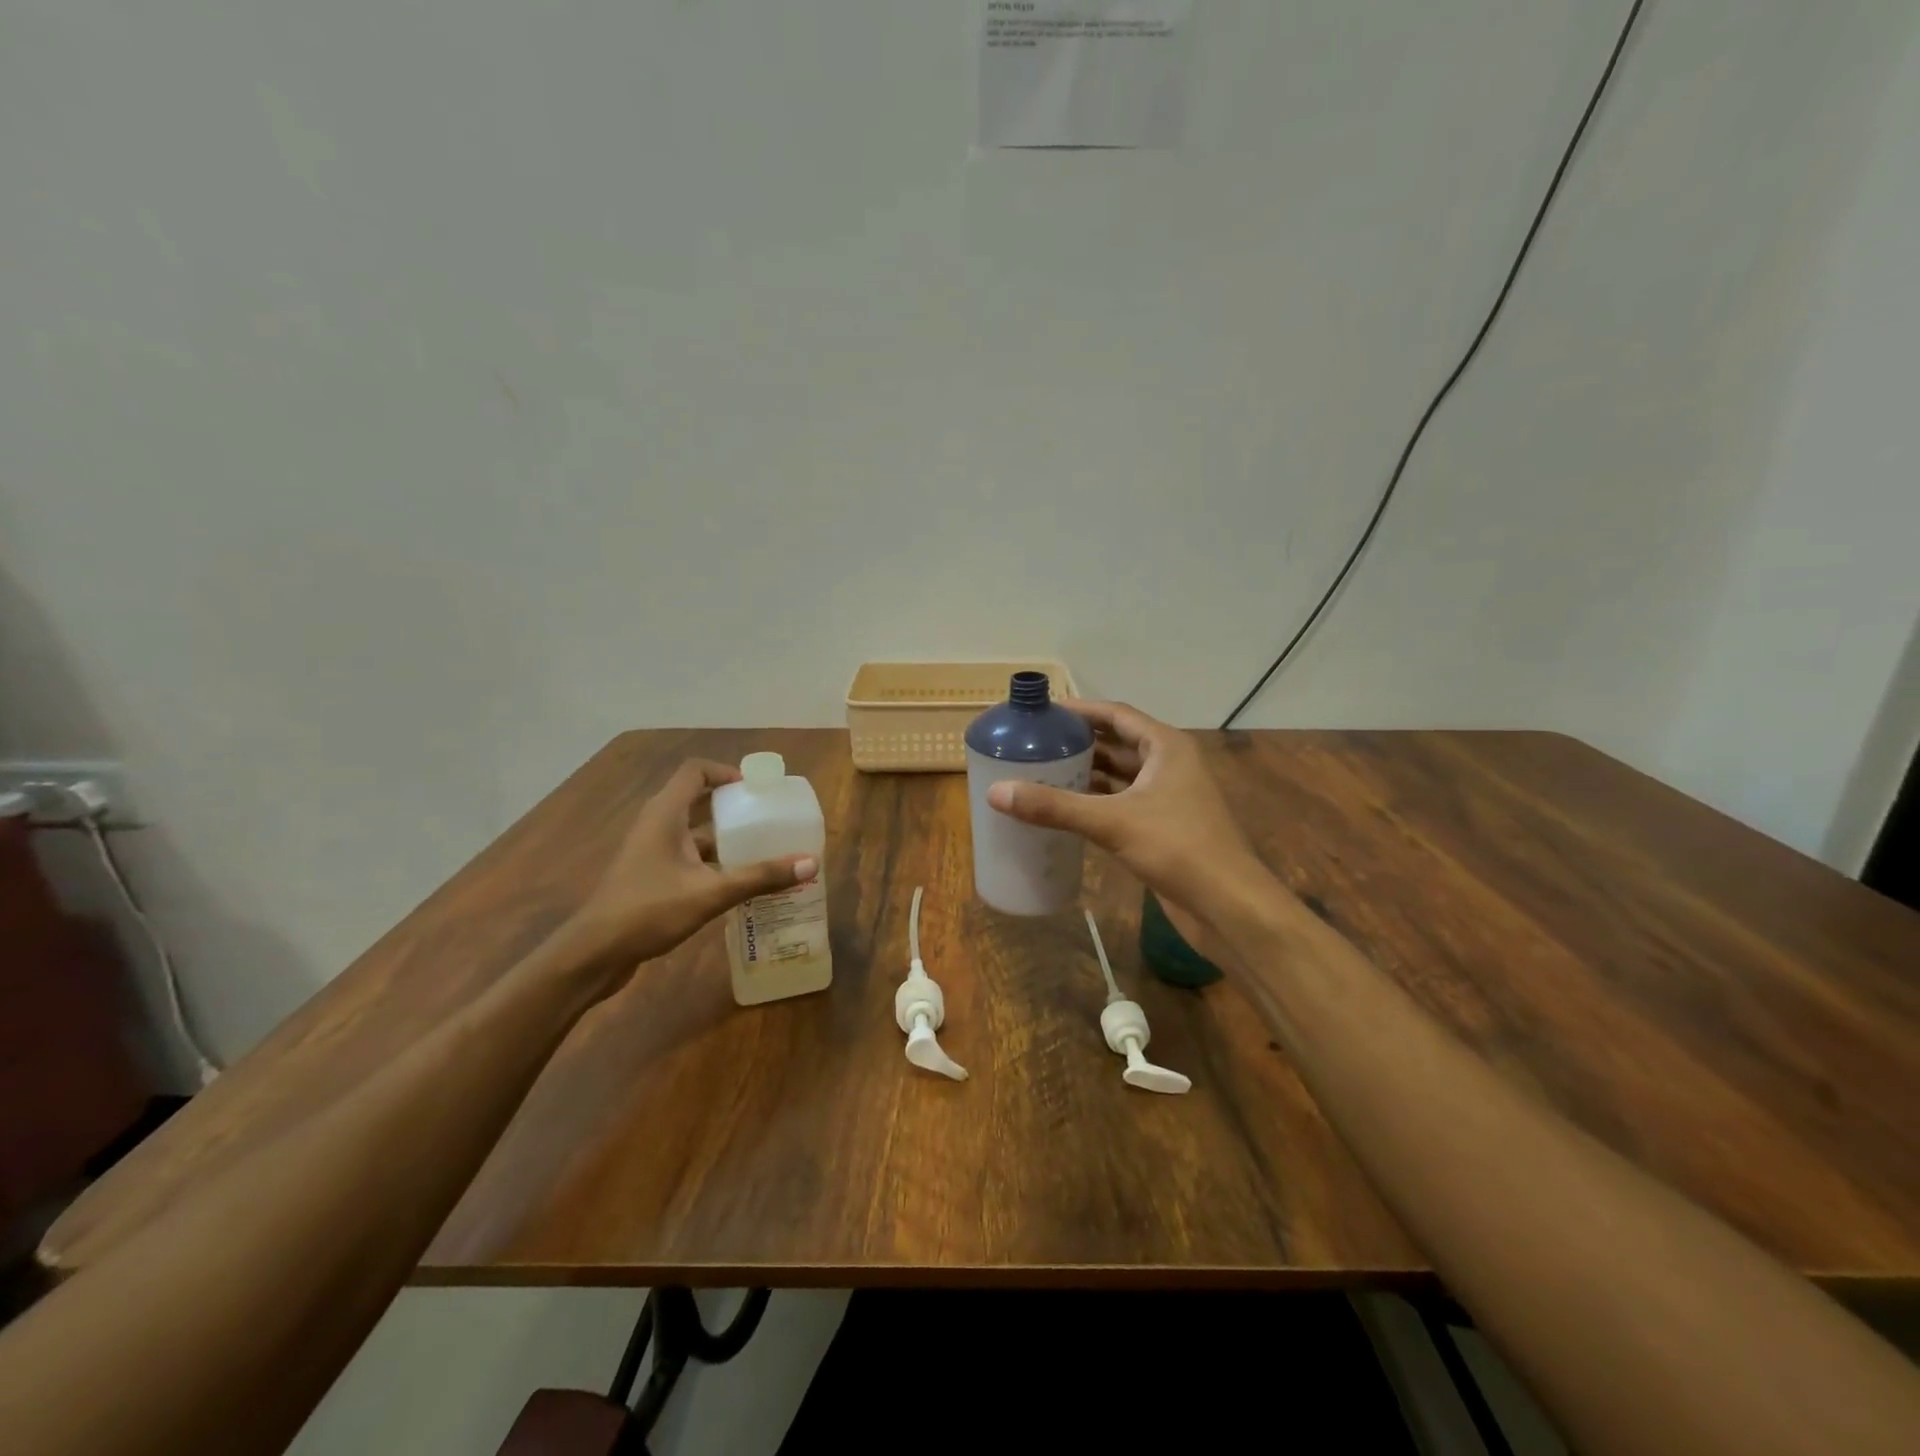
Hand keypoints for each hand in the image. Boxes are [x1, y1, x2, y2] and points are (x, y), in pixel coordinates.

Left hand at [569, 759, 816, 985]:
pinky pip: (688, 857)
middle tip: (767, 818)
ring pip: (694, 832)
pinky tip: (737, 883)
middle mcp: (656, 825)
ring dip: (725, 837)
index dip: (726, 772)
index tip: (756, 789)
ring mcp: (650, 852)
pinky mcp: (650, 876)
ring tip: (761, 850)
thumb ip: (760, 877)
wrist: (594, 954)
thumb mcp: (711, 892)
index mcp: (665, 814)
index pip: (695, 771)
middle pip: (697, 799)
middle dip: (733, 806)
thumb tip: (811, 862)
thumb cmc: (649, 910)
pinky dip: (713, 862)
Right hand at [986, 700, 1273, 959]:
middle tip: (1036, 743)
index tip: (1043, 712)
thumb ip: (1055, 806)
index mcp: (1166, 747)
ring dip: (1087, 773)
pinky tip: (1066, 809)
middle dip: (1079, 742)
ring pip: (1120, 775)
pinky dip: (1096, 801)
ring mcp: (1168, 797)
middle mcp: (1169, 765)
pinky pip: (1123, 803)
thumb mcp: (1112, 822)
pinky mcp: (1164, 827)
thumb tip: (997, 792)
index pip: (1116, 714)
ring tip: (1042, 771)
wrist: (1228, 905)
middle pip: (1118, 742)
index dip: (1080, 710)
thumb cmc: (1178, 848)